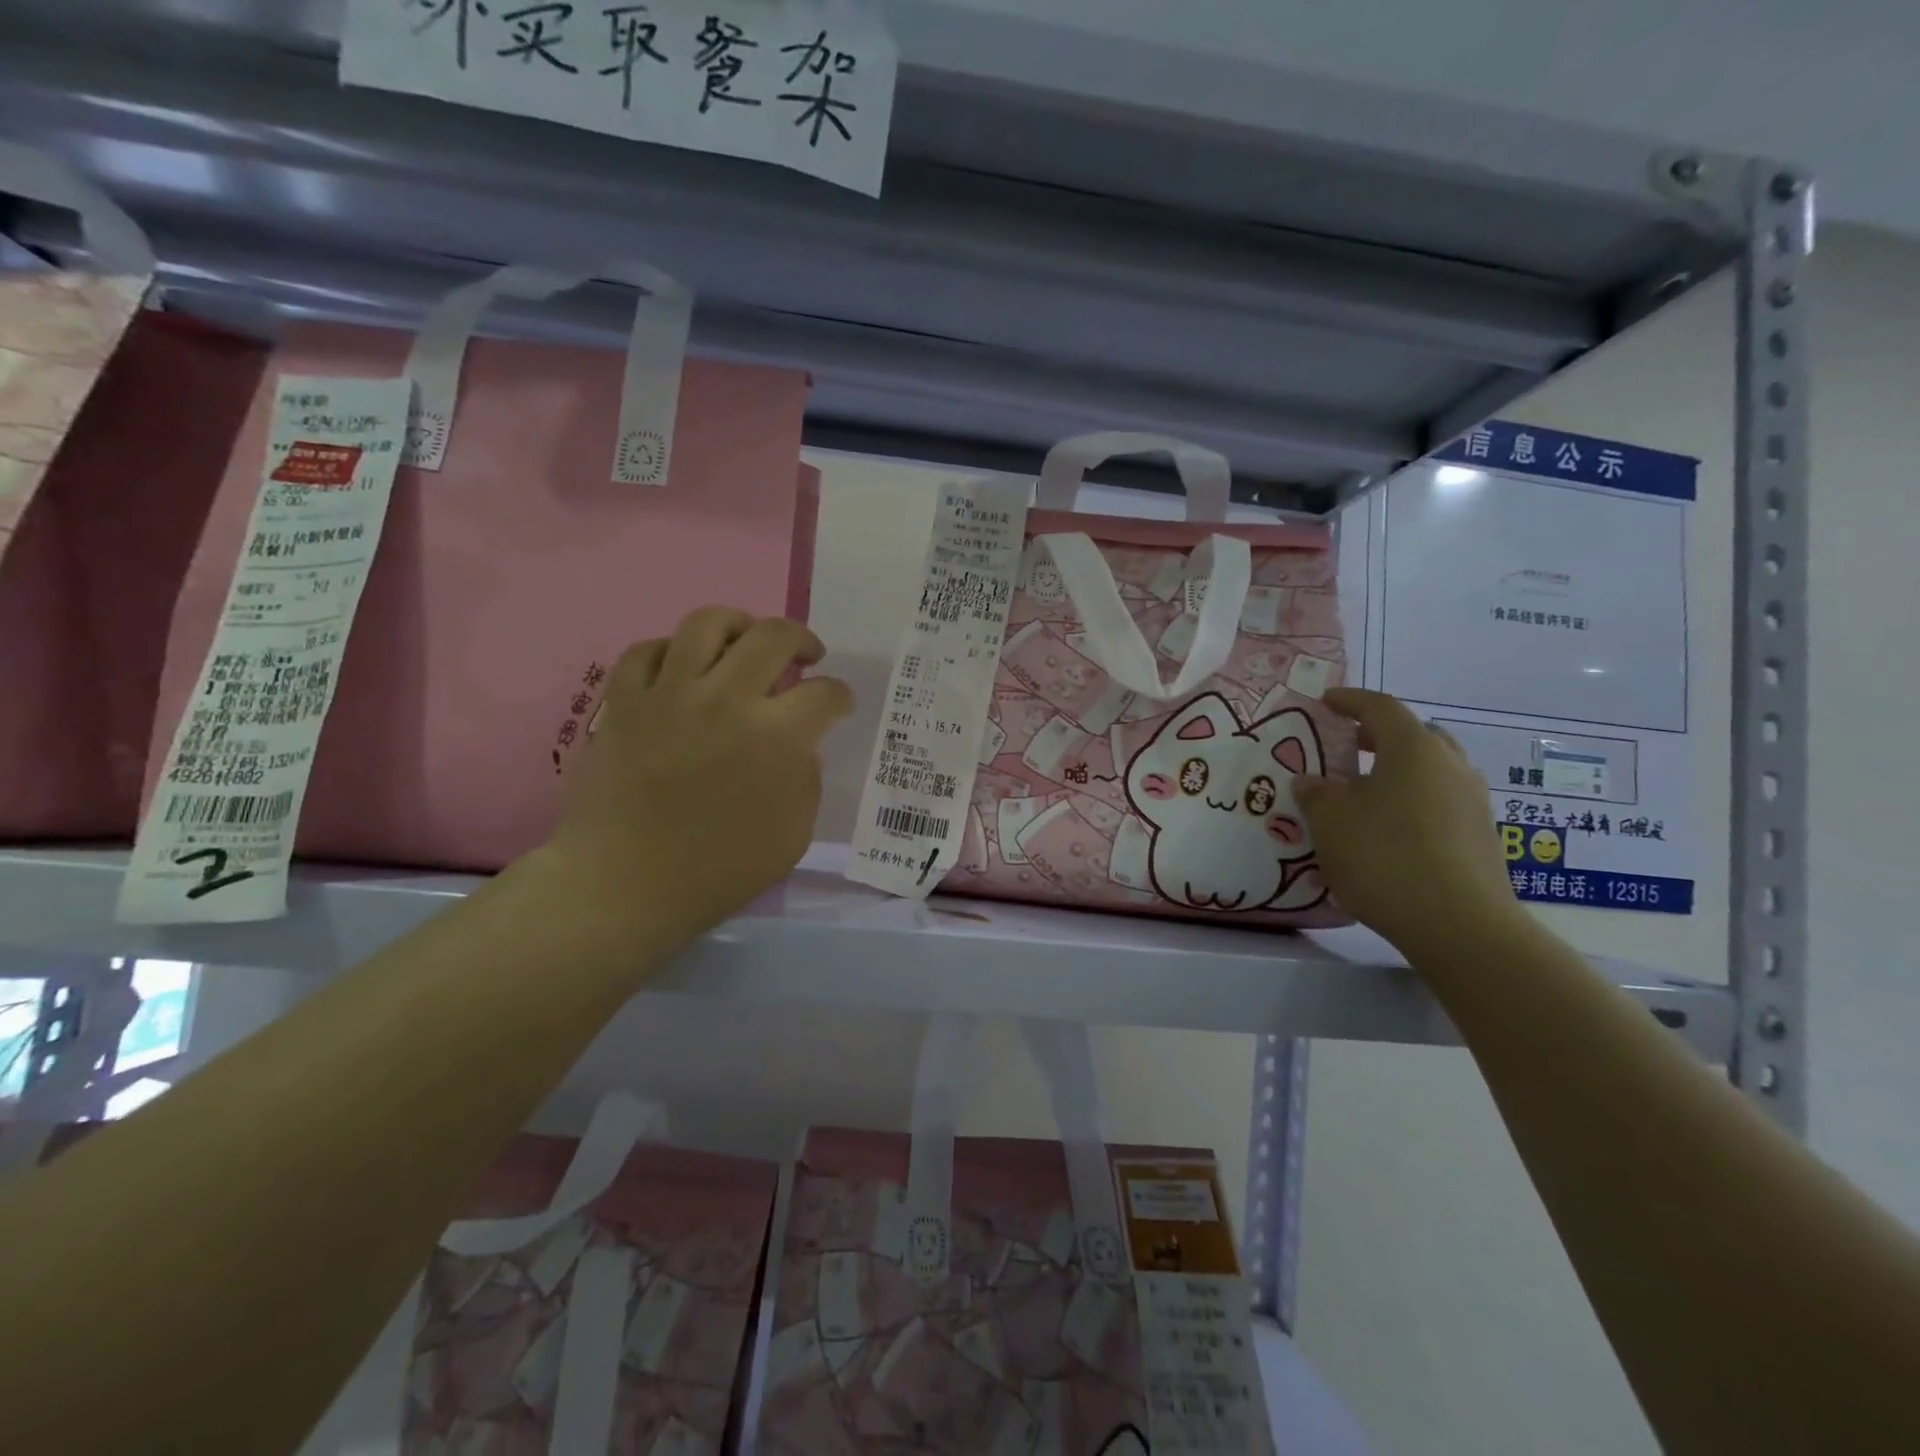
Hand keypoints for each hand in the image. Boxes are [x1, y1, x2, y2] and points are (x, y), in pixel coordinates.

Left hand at [538, 607, 852, 951]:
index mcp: (775, 736)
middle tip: (806, 657)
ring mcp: (670, 694)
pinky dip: (673, 651)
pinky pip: (648, 650)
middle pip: (774, 636)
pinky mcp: (624, 700)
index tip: (838, 705)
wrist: (624, 884)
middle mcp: (726, 699)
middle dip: (802, 640)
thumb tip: (799, 744)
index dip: (840, 696)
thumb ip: (806, 778)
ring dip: (740, 625)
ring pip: (709, 623)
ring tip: (746, 642)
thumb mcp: (793, 835)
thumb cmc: (717, 870)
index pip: (824, 694)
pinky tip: (684, 669)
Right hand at [1294, 688, 1521, 955]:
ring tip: (1366, 792)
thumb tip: (1312, 781)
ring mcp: (1473, 801)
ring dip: (1400, 771)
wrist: (1459, 925)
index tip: (1326, 702)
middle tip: (1349, 746)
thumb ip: (1316, 794)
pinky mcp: (1482, 836)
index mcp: (1413, 748)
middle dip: (1380, 736)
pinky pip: (1441, 802)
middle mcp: (1450, 765)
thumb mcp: (1330, 822)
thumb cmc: (1385, 857)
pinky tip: (1390, 830)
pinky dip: (1414, 801)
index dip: (1350, 701)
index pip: (1380, 708)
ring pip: (1432, 770)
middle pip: (1415, 735)